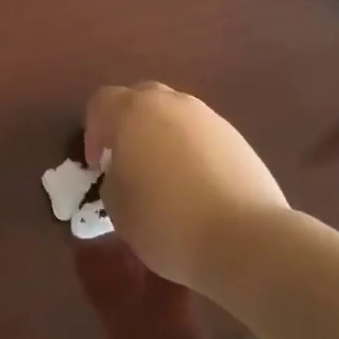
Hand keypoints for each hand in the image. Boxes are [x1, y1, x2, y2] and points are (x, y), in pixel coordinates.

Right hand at [84, 82, 289, 296]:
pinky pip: (201, 135)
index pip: (101, 103)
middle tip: (127, 161)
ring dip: (162, 136)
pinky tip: (196, 187)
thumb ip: (113, 178)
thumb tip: (126, 173)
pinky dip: (191, 151)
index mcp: (132, 112)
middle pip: (140, 99)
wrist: (245, 239)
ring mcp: (208, 118)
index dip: (93, 133)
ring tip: (164, 177)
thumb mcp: (116, 206)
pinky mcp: (237, 138)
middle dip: (128, 124)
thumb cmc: (165, 220)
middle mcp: (170, 103)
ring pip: (174, 115)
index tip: (98, 166)